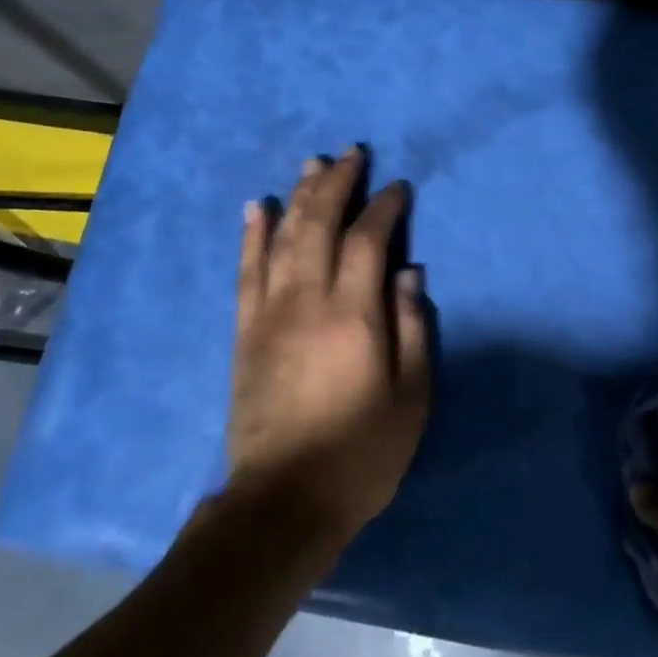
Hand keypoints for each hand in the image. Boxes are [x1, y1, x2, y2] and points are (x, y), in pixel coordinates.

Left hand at [224, 147, 430, 549]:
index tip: (398, 188)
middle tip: (351, 155)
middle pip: (319, 224)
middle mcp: (308, 301)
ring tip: (312, 164)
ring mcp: (269, 313)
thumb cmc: (361, 453)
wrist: (283, 501)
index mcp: (354, 315)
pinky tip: (258, 206)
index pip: (368, 241)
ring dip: (298, 195)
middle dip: (337, 183)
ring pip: (283, 237)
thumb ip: (412, 329)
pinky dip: (252, 234)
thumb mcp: (410, 398)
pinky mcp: (245, 331)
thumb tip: (409, 272)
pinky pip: (246, 270)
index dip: (384, 207)